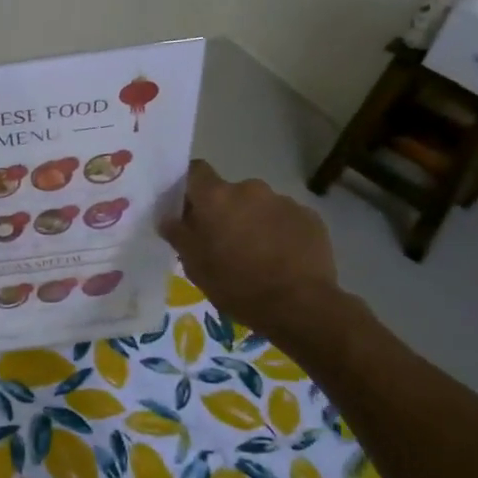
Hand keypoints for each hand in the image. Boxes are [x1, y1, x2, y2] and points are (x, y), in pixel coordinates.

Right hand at [160, 160, 338, 334]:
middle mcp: (249, 189)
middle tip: (223, 243)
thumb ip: (178, 235)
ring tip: (257, 255)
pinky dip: (279, 233)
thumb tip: (168, 218)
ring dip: (253, 222)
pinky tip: (282, 260)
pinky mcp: (310, 217)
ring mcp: (283, 201)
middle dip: (225, 212)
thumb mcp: (195, 266)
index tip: (188, 209)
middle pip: (229, 193)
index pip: (195, 171)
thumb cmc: (236, 285)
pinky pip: (285, 219)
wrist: (300, 305)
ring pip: (259, 206)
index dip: (190, 187)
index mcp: (216, 198)